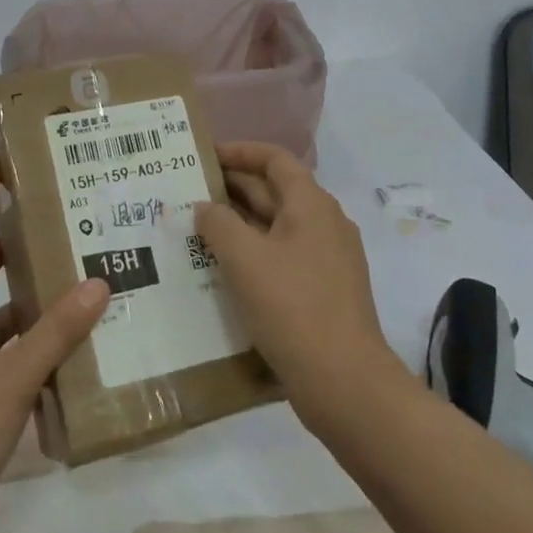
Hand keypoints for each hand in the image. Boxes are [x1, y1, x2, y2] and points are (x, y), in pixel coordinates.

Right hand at [194, 142, 396, 433]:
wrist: (343, 381)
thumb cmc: (291, 306)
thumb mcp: (244, 258)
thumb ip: (218, 223)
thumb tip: (205, 207)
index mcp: (312, 205)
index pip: (275, 160)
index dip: (240, 151)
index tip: (204, 157)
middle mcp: (325, 224)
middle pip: (276, 191)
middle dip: (233, 188)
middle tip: (188, 193)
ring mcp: (328, 260)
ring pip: (277, 227)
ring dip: (239, 223)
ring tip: (197, 230)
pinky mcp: (323, 291)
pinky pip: (283, 257)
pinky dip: (253, 253)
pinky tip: (223, 270)